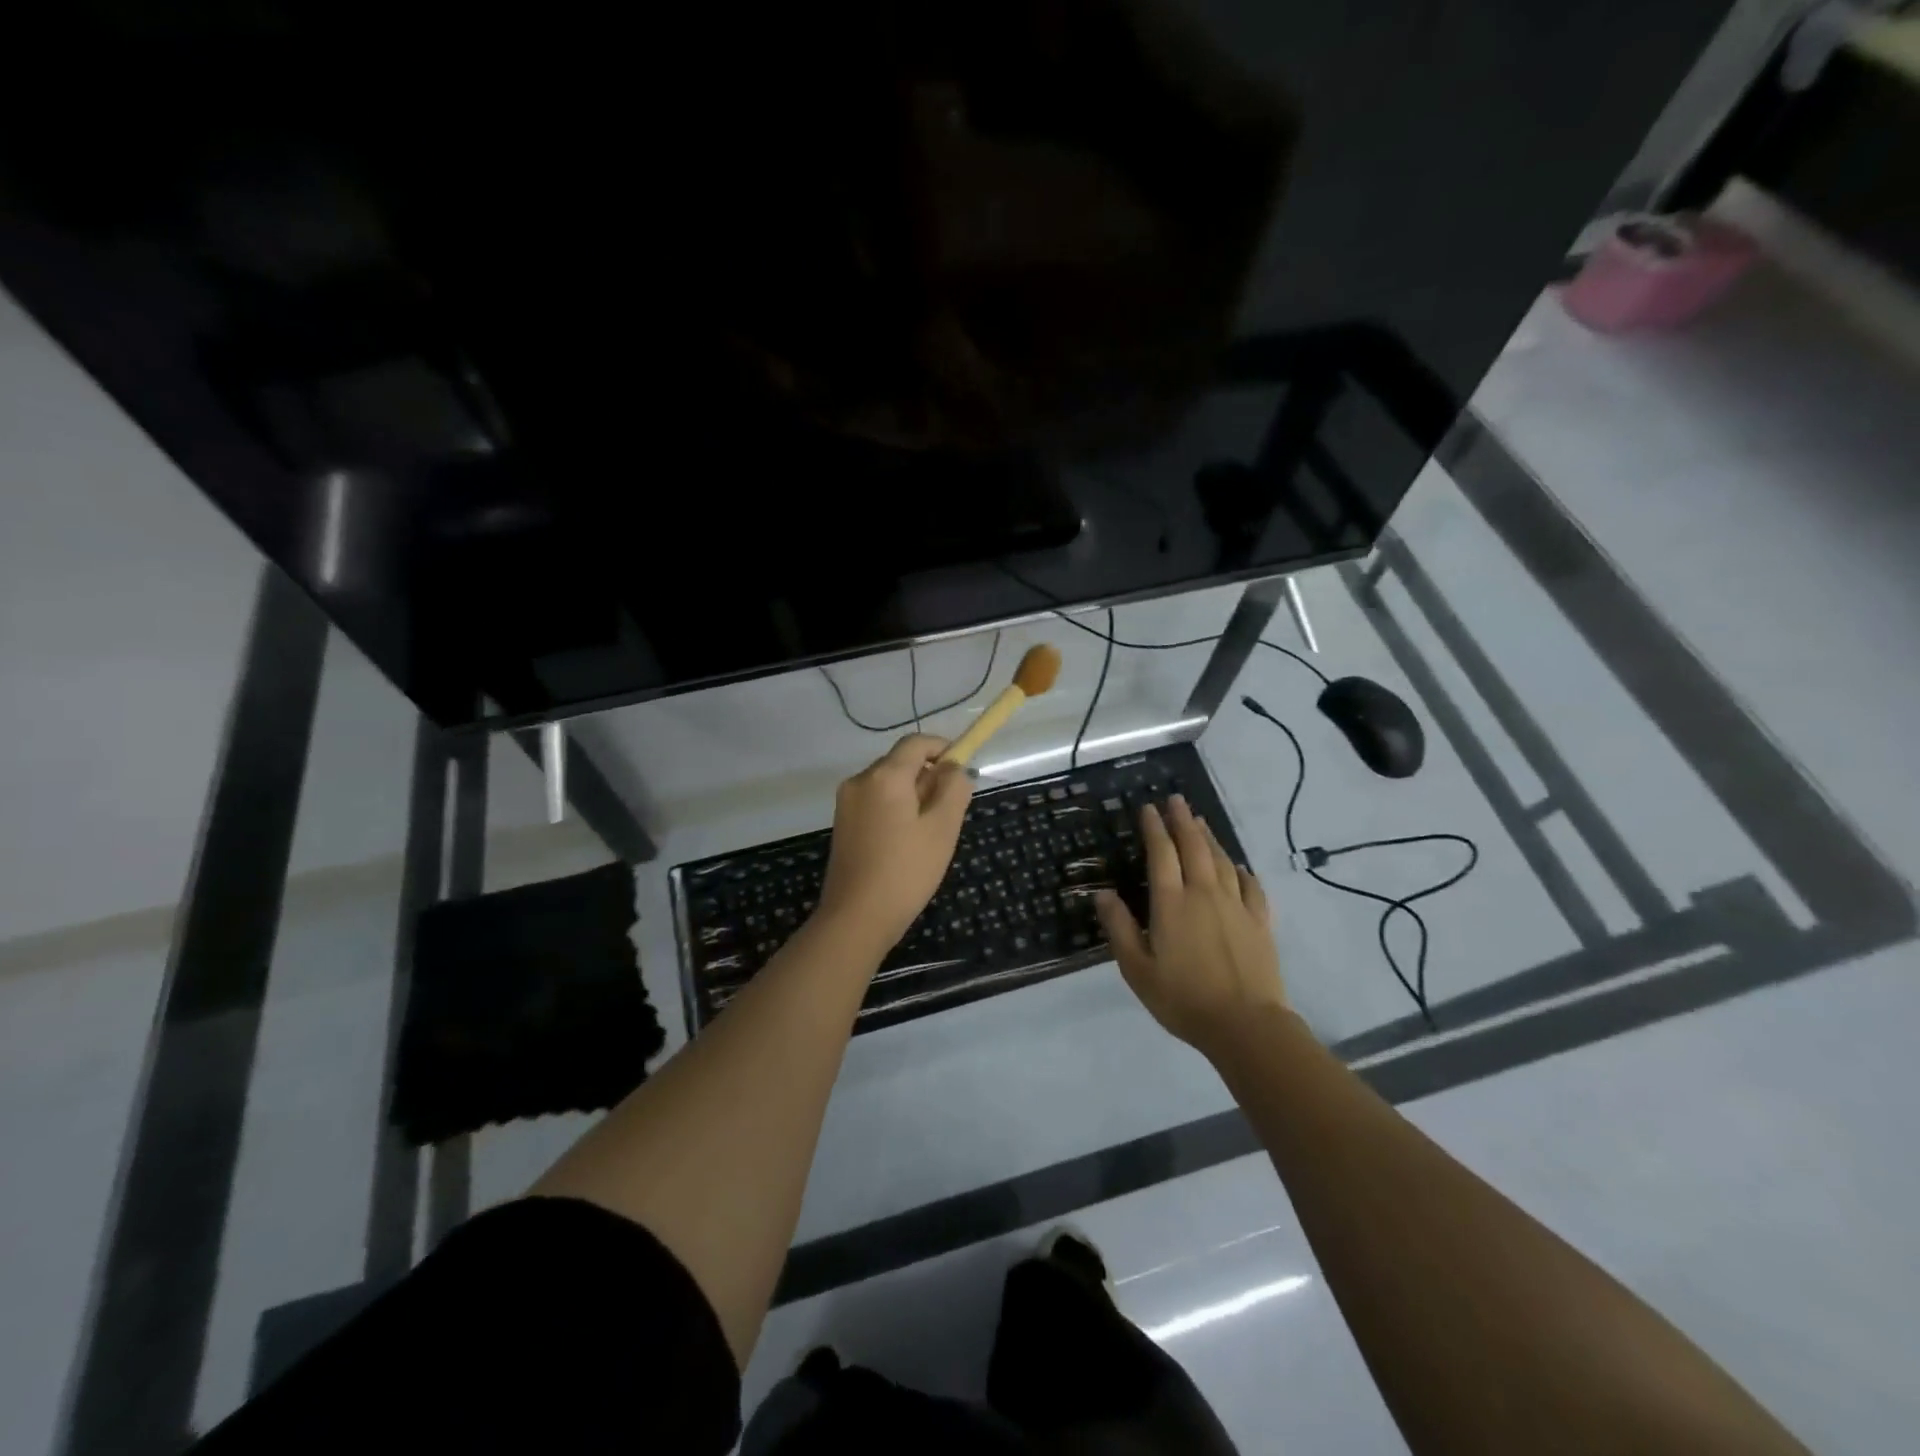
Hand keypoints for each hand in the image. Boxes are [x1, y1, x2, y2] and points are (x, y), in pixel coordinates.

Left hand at [817, 734, 973, 952]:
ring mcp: (846, 803)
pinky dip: (895, 810)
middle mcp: (860, 780)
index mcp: (884, 776)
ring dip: (913, 796)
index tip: (963, 769)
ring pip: (888, 784)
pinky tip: (906, 843)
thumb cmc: (906, 871)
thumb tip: (956, 768)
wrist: (856, 918)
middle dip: (929, 777)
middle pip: (901, 763)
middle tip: (951, 811)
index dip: (943, 748)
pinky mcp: (842, 824)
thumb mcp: (942, 828)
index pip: (916, 743)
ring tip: (930, 833)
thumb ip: (954, 789)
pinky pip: (875, 802)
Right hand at [1096, 795, 1289, 1060]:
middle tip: (1175, 800)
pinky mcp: (1259, 922)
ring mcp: (1236, 906)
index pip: (1161, 854)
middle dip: (1182, 820)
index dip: (1154, 828)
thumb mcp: (1137, 969)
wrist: (1246, 1025)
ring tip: (1200, 821)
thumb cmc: (1183, 999)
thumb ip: (1120, 928)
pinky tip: (1238, 866)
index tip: (1148, 808)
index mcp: (1171, 903)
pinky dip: (1241, 870)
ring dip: (1209, 837)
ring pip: (1222, 860)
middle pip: (1194, 847)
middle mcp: (1204, 894)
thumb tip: (1103, 894)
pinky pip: (1251, 886)